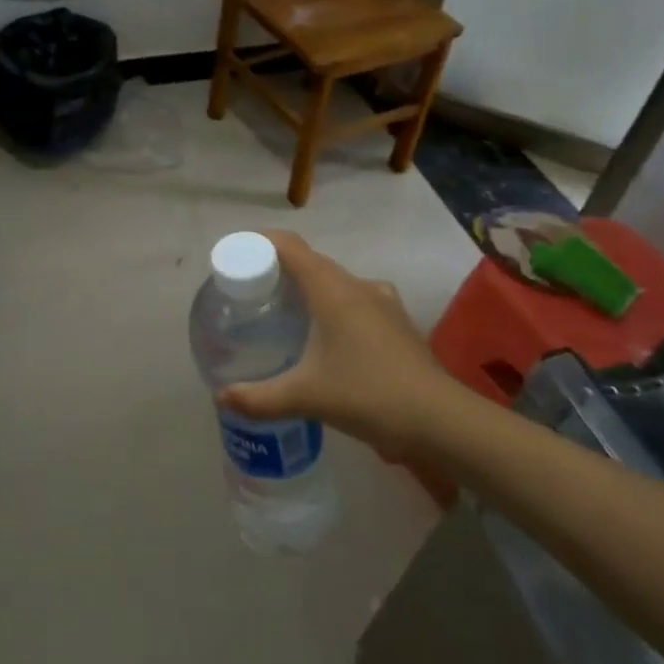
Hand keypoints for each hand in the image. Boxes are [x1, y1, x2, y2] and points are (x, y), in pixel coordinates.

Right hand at [218, 231, 444, 456]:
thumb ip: (259, 397)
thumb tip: (221, 398)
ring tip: (287, 312)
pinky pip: (357, 301)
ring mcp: (383, 302)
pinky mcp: (398, 323)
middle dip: (280, 269)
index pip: (290, 246)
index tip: (238, 254)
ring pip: (337, 282)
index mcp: (332, 289)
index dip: (261, 242)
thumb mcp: (306, 397)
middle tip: (253, 290)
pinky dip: (335, 307)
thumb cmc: (368, 395)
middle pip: (311, 262)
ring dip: (310, 289)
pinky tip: (329, 337)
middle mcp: (357, 286)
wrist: (442, 421)